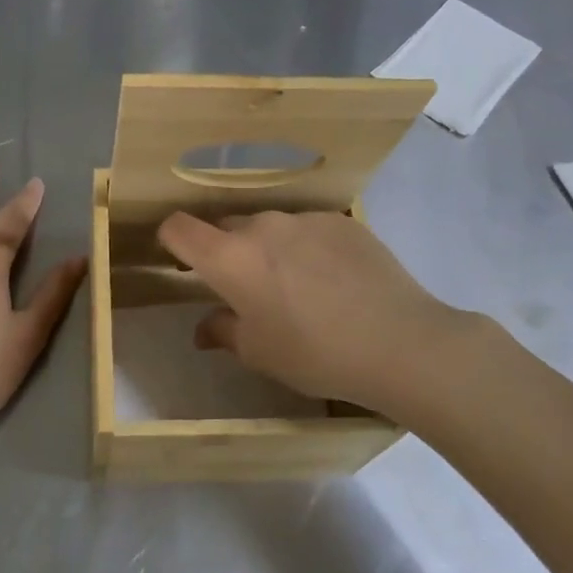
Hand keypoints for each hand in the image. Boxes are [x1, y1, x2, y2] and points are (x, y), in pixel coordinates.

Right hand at [156, 209, 500, 421]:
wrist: (401, 343)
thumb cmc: (315, 354)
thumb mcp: (259, 353)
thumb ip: (223, 331)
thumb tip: (204, 327)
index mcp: (230, 257)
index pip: (178, 227)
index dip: (171, 241)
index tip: (184, 264)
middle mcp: (262, 225)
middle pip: (226, 227)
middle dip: (226, 252)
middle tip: (247, 289)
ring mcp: (305, 219)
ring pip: (270, 227)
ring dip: (270, 249)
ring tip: (299, 287)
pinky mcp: (342, 221)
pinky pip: (309, 229)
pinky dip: (308, 248)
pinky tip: (335, 280)